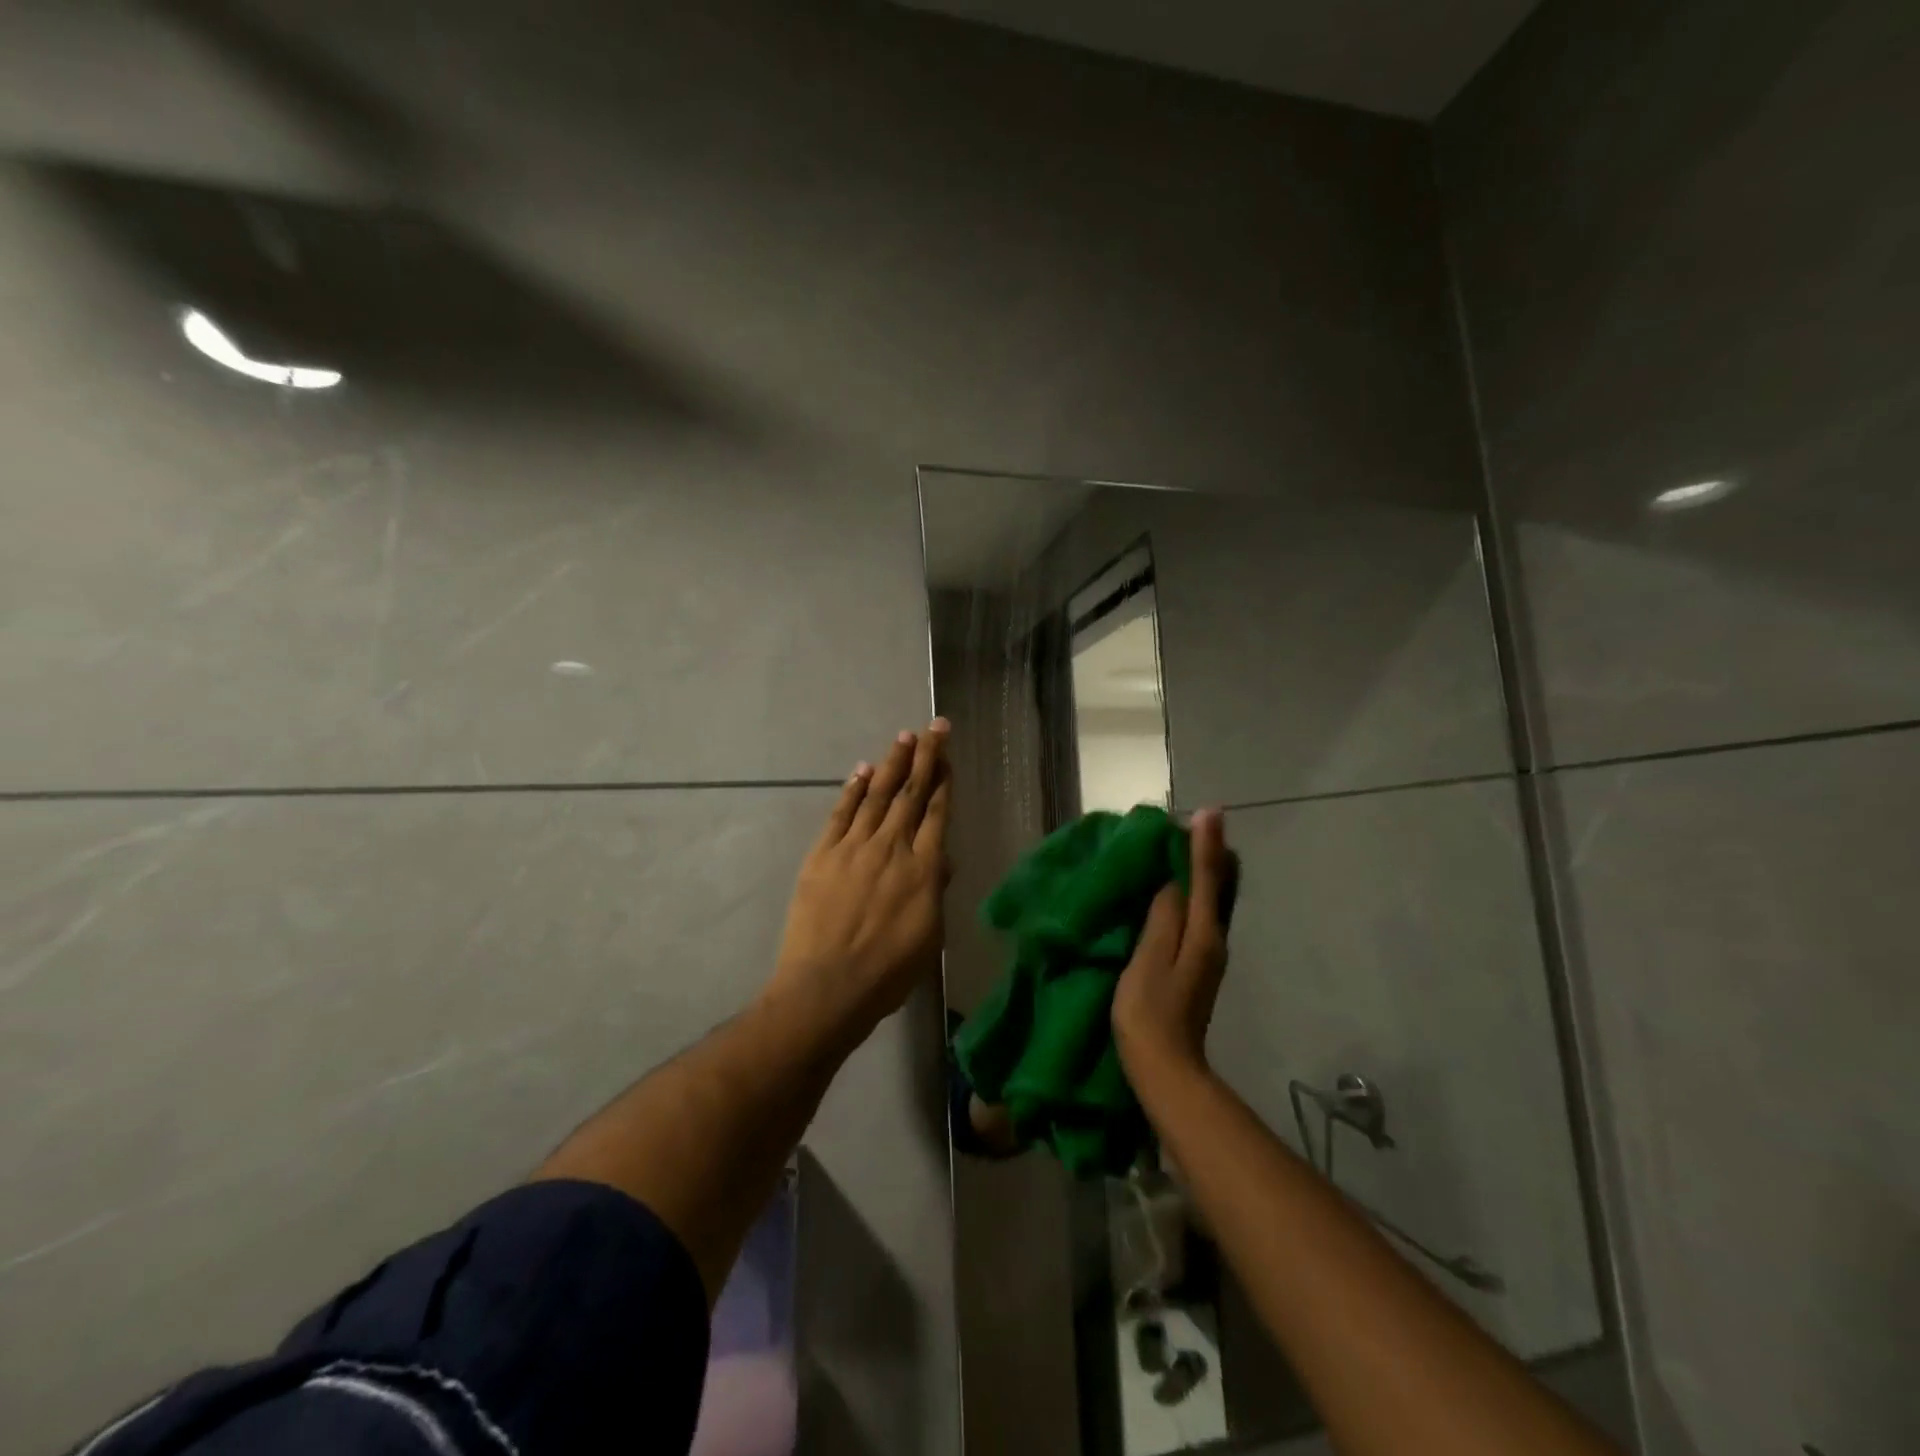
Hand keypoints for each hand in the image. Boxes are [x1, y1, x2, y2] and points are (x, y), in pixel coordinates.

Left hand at [767, 720, 952, 1030]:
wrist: (828, 987)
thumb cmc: (887, 972)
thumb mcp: (930, 938)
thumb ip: (935, 893)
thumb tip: (941, 860)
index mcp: (922, 869)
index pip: (936, 813)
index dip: (944, 781)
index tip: (949, 755)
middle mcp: (891, 848)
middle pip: (911, 793)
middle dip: (926, 757)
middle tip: (934, 727)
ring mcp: (854, 848)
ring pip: (877, 795)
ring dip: (892, 763)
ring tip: (905, 737)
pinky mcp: (823, 855)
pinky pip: (841, 814)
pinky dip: (853, 789)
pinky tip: (863, 770)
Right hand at [1112, 807, 1231, 1080]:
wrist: (1166, 1069)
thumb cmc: (1149, 1012)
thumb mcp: (1149, 961)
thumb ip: (1163, 917)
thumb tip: (1173, 882)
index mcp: (1203, 934)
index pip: (1206, 878)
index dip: (1205, 844)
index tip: (1208, 811)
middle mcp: (1214, 938)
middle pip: (1218, 886)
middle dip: (1210, 853)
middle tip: (1197, 823)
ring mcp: (1208, 954)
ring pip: (1212, 899)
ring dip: (1203, 870)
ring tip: (1189, 845)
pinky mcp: (1197, 965)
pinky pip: (1201, 914)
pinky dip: (1195, 891)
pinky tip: (1181, 888)